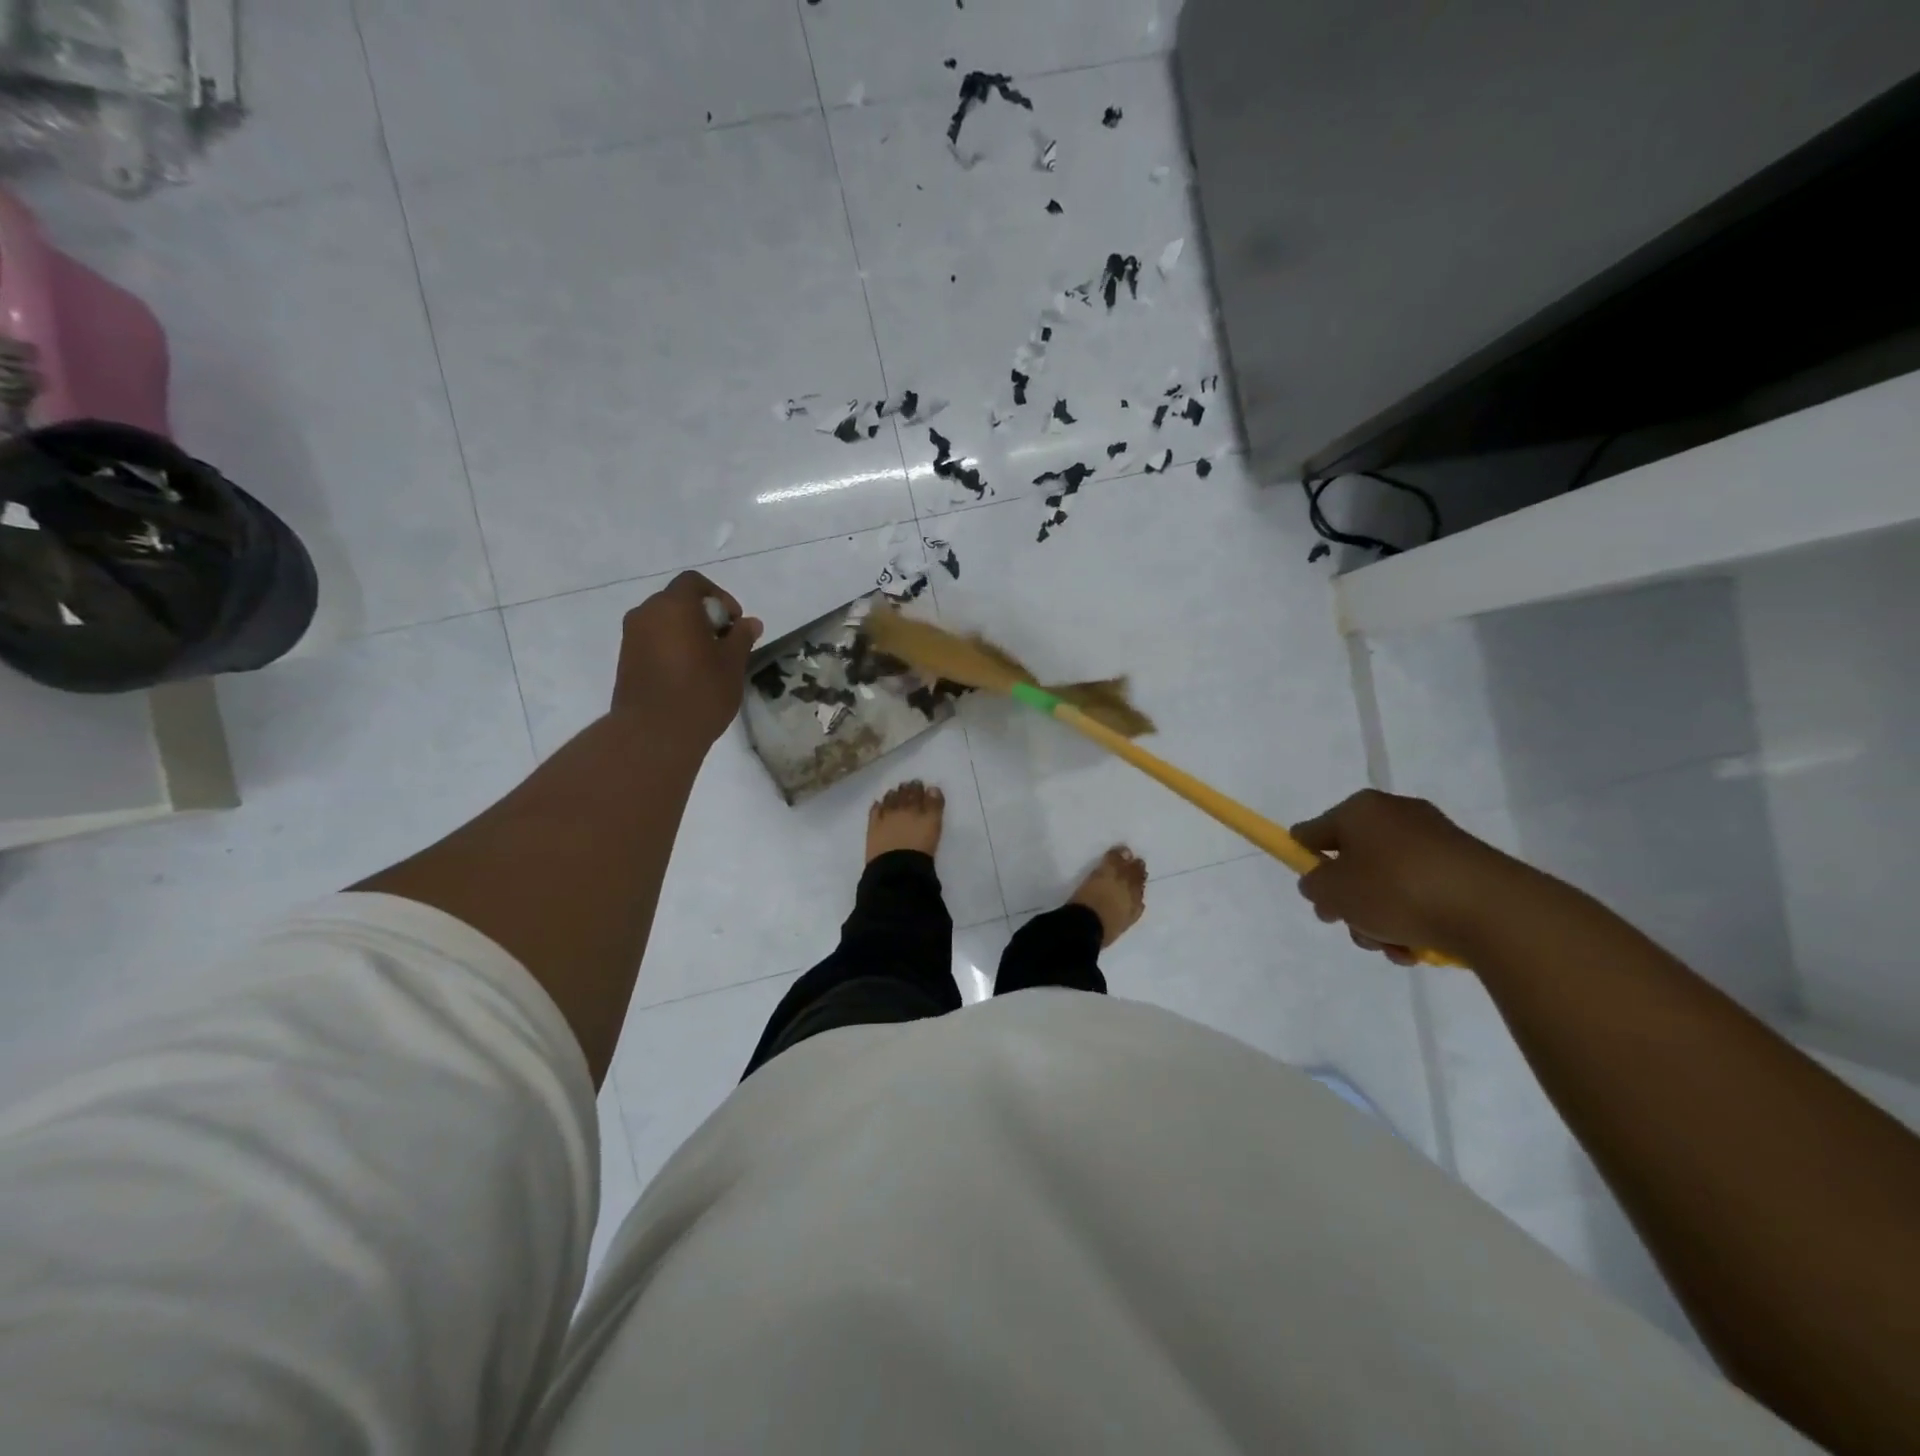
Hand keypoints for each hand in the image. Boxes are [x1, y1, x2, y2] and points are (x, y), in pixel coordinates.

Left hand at [611, 572, 763, 748]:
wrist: (654, 734)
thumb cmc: (700, 692)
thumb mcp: (732, 664)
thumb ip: (741, 637)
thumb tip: (750, 623)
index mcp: (674, 606)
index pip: (694, 583)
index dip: (719, 597)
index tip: (734, 623)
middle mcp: (647, 613)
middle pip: (677, 601)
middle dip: (703, 616)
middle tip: (724, 644)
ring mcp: (632, 637)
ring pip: (664, 622)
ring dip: (686, 633)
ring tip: (707, 662)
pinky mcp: (626, 660)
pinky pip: (652, 641)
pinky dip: (671, 648)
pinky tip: (687, 675)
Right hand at [1291, 789, 1525, 964]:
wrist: (1492, 911)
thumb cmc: (1396, 890)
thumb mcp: (1333, 891)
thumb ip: (1314, 886)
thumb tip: (1324, 884)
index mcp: (1360, 809)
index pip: (1313, 832)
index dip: (1305, 862)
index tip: (1316, 896)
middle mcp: (1396, 815)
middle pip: (1354, 863)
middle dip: (1351, 902)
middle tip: (1355, 927)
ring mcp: (1435, 841)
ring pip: (1388, 884)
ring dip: (1382, 919)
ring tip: (1394, 947)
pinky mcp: (1466, 868)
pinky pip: (1423, 894)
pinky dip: (1415, 920)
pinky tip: (1419, 948)